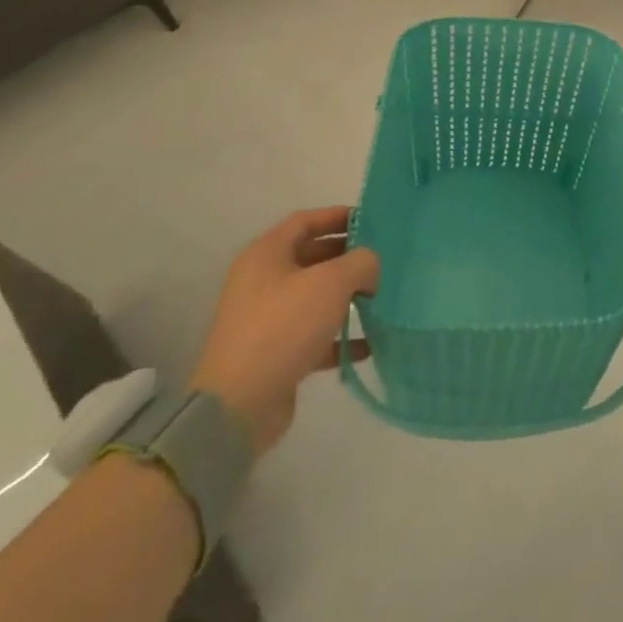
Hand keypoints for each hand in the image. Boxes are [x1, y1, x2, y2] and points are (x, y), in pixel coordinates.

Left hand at [189, 208, 378, 454]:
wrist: (239, 405)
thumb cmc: (284, 326)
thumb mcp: (331, 282)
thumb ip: (361, 263)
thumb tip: (370, 268)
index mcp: (266, 255)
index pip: (305, 221)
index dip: (338, 216)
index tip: (372, 220)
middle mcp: (262, 282)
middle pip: (311, 257)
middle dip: (348, 257)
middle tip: (383, 259)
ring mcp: (266, 319)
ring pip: (315, 297)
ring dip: (347, 296)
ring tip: (381, 297)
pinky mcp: (275, 353)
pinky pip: (315, 335)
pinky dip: (340, 336)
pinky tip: (369, 344)